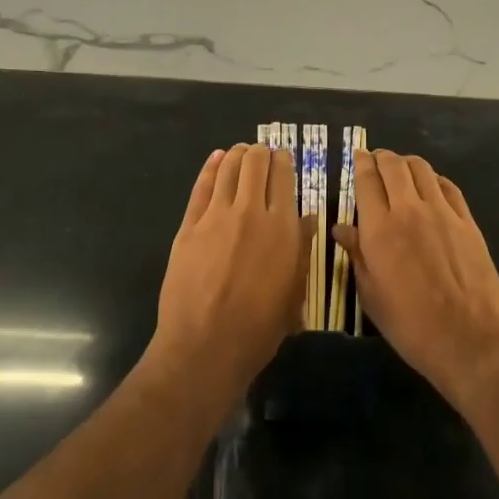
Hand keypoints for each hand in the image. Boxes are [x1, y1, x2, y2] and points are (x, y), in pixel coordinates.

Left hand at [150, 145, 308, 400]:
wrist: (205, 346)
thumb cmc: (259, 327)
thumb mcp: (293, 292)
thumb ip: (301, 249)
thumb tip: (309, 219)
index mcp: (282, 227)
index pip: (284, 176)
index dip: (284, 161)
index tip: (283, 158)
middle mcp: (251, 212)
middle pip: (255, 163)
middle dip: (261, 153)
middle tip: (262, 155)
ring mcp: (216, 216)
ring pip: (228, 168)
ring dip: (237, 155)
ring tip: (240, 152)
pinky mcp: (189, 225)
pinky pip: (201, 186)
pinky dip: (210, 167)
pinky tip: (216, 159)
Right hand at [334, 150, 498, 405]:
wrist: (468, 338)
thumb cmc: (410, 324)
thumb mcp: (371, 295)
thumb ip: (356, 254)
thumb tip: (341, 229)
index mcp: (379, 229)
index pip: (367, 179)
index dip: (360, 162)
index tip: (357, 156)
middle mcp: (409, 210)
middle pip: (394, 165)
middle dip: (382, 157)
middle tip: (376, 161)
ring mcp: (442, 212)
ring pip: (422, 168)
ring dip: (407, 163)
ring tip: (401, 170)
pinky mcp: (467, 221)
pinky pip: (448, 186)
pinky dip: (434, 179)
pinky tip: (430, 186)